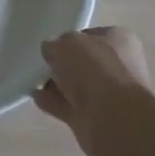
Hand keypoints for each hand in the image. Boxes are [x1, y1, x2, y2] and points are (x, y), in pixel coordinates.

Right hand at [35, 26, 154, 155]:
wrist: (113, 119)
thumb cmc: (95, 71)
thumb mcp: (65, 45)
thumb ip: (54, 45)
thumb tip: (51, 52)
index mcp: (120, 40)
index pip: (91, 36)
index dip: (69, 39)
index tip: (52, 46)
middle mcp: (119, 66)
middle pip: (84, 63)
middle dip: (63, 65)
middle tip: (42, 64)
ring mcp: (109, 95)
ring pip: (78, 86)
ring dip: (57, 85)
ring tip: (34, 81)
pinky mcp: (96, 119)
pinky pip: (70, 106)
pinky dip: (54, 103)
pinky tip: (37, 98)